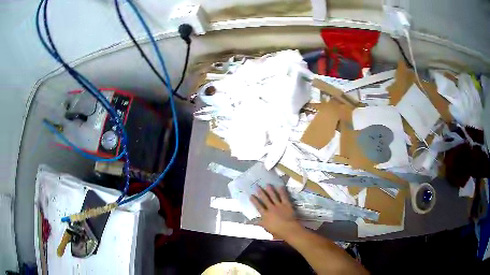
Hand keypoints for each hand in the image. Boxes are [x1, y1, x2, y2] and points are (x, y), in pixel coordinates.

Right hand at [250, 185, 302, 239]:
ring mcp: (279, 205)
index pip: (258, 206)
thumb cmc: (277, 231)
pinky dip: (282, 191)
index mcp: (265, 215)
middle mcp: (271, 208)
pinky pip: (284, 197)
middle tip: (257, 186)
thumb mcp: (266, 228)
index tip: (251, 195)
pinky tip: (280, 186)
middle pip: (265, 199)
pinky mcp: (286, 204)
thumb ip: (259, 223)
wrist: (289, 229)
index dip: (254, 201)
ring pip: (274, 196)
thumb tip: (249, 222)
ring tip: (267, 184)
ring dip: (270, 190)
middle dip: (261, 192)